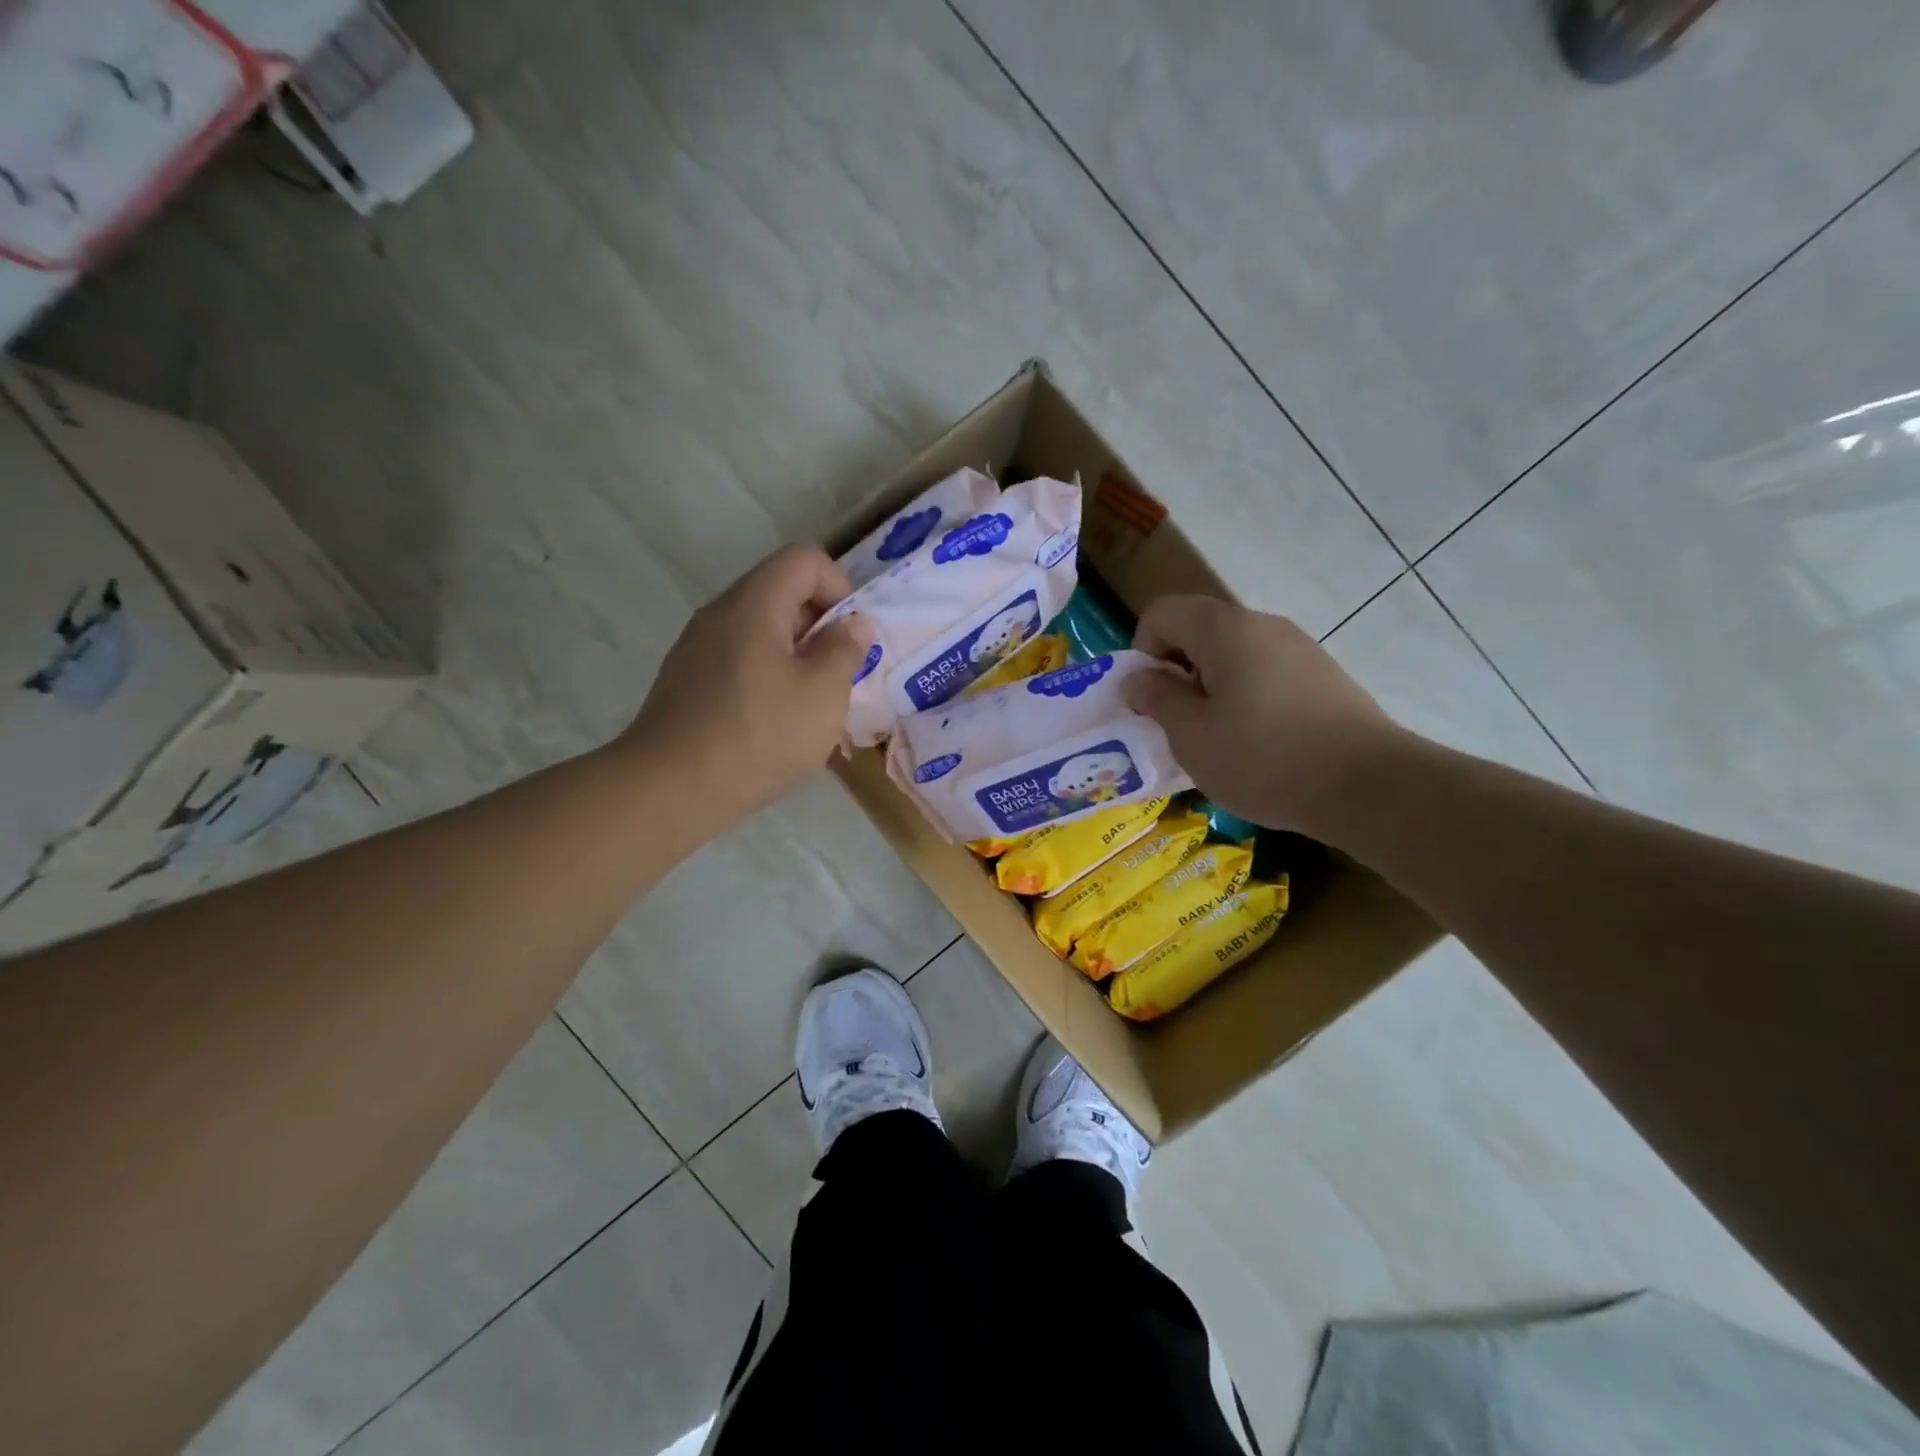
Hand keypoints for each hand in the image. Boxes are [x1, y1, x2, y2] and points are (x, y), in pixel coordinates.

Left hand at [619, 545, 873, 827]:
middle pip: (781, 592)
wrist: (670, 790)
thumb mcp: (823, 694)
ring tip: (810, 705)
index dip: (839, 587)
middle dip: (820, 627)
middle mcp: (720, 614)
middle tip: (838, 676)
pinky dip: (768, 676)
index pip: (804, 559)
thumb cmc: (758, 735)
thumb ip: (845, 650)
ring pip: (761, 630)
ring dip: (796, 656)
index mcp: (754, 604)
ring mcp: (697, 648)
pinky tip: (773, 723)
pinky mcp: (687, 681)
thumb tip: (853, 623)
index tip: (851, 637)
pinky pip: (739, 659)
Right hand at [1125, 594, 1407, 839]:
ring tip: (1218, 739)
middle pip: (1198, 631)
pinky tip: (1258, 743)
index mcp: (1224, 629)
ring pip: (1232, 654)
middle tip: (1179, 725)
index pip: (1161, 613)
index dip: (1142, 653)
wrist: (1369, 787)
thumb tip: (1138, 678)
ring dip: (1210, 688)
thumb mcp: (1191, 736)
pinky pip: (1264, 672)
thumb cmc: (1264, 759)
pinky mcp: (1322, 674)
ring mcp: (1298, 647)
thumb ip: (1157, 699)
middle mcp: (1262, 624)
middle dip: (1176, 673)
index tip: (1152, 701)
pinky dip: (1245, 697)